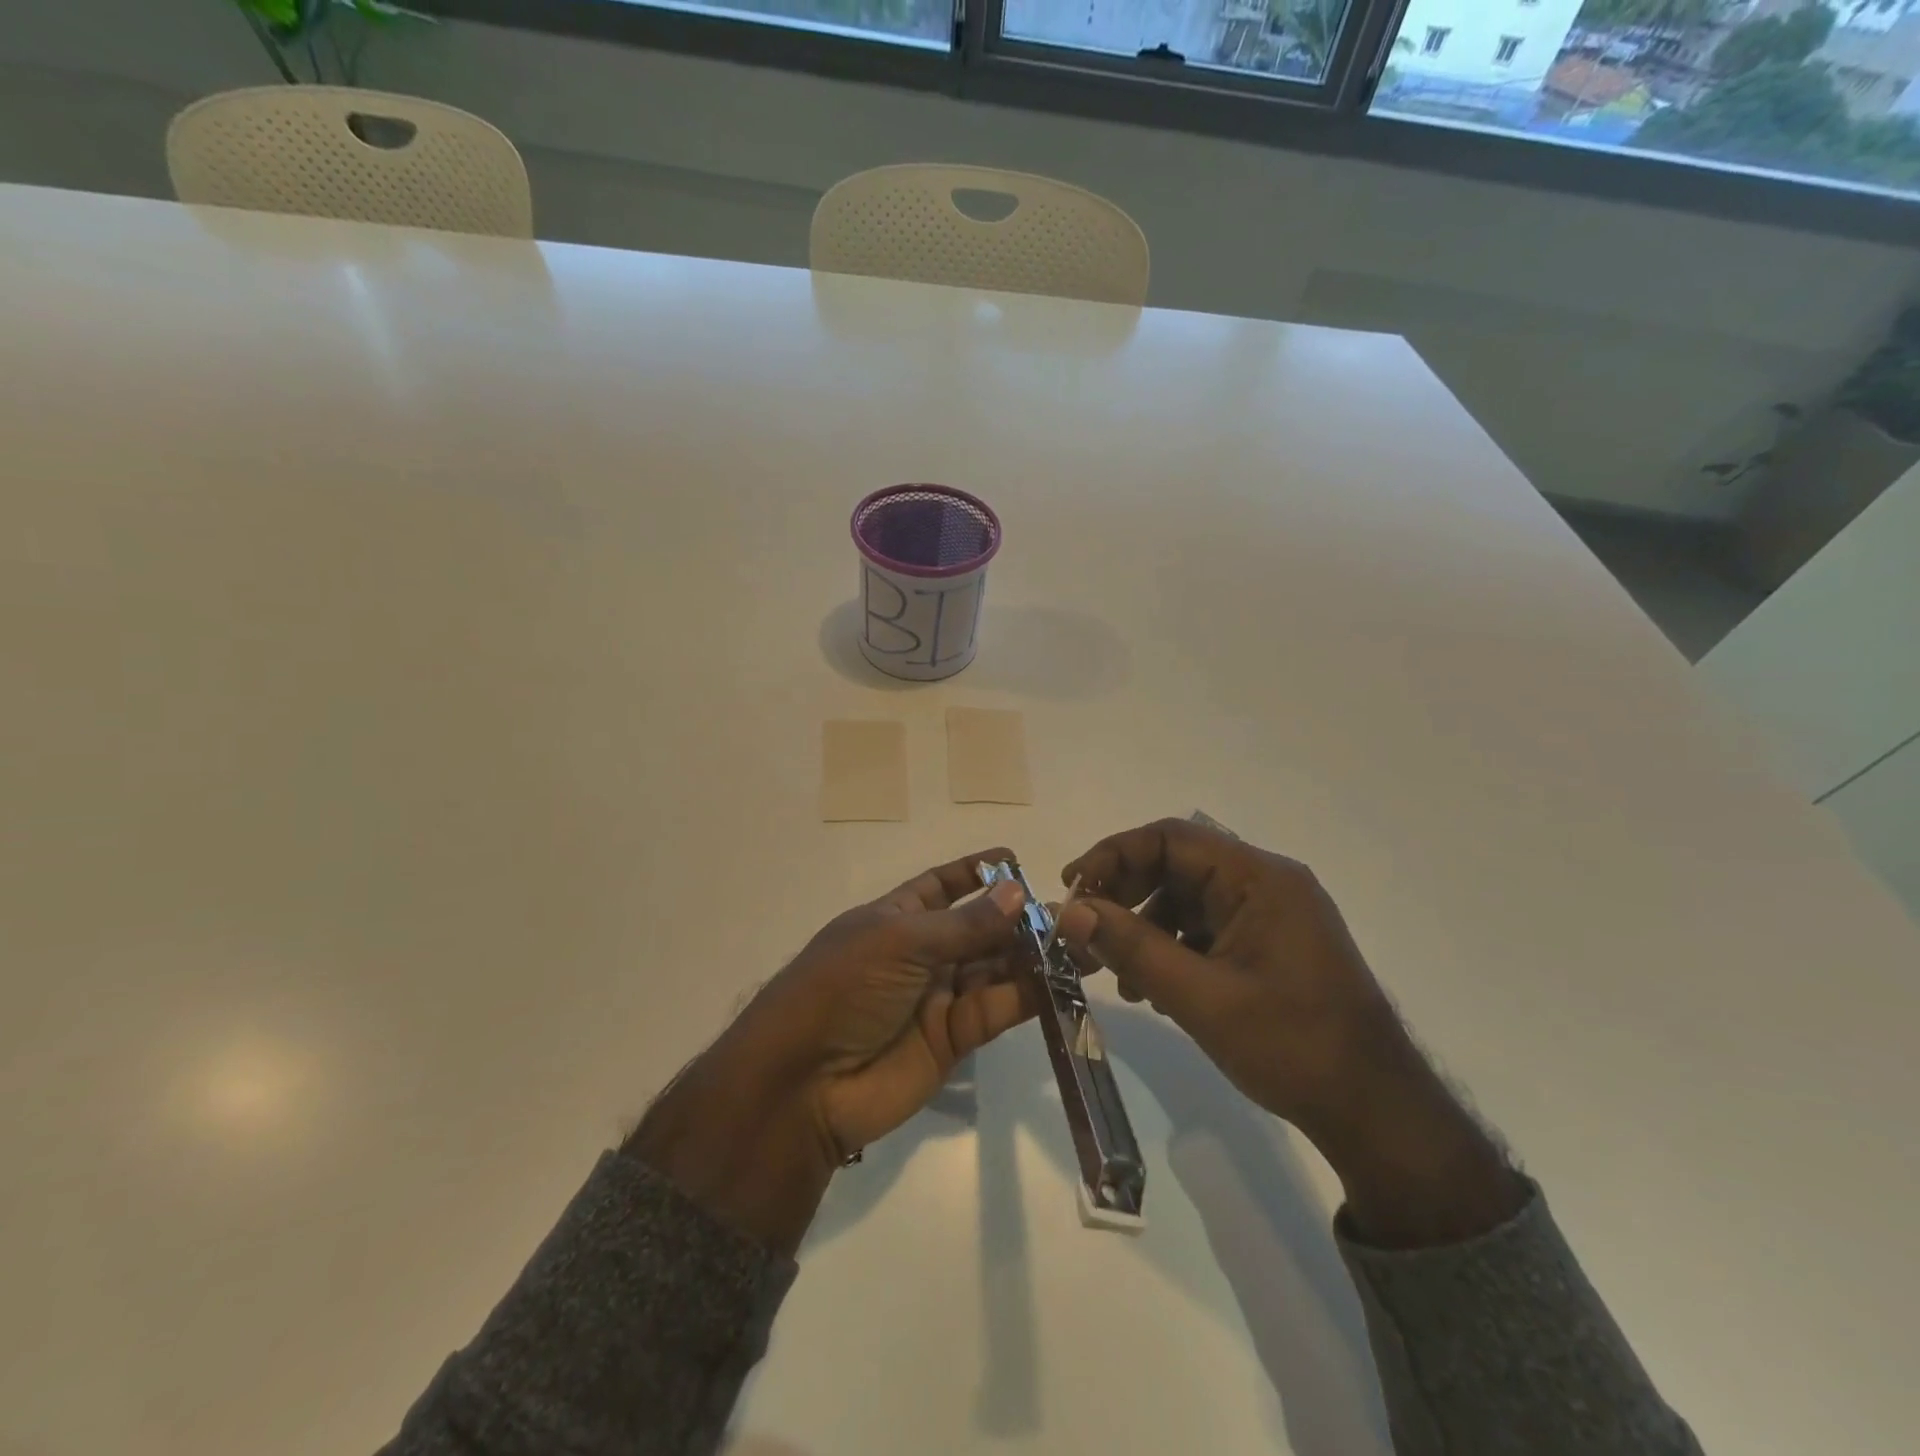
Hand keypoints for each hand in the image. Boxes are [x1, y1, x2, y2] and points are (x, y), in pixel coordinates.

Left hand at [630, 851, 1034, 1253]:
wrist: (805, 1084)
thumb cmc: (844, 987)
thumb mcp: (901, 941)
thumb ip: (965, 924)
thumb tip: (1019, 893)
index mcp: (896, 918)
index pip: (940, 886)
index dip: (974, 872)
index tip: (1015, 860)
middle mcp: (920, 954)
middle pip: (977, 928)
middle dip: (1017, 918)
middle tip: (1069, 911)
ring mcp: (937, 997)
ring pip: (994, 968)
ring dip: (1032, 954)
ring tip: (1080, 940)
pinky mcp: (955, 1038)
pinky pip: (997, 1008)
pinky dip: (1028, 994)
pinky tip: (1062, 978)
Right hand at [1057, 819, 1523, 1247]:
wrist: (1376, 1113)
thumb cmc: (1292, 1047)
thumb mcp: (1201, 998)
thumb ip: (1132, 948)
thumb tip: (1069, 912)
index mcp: (1260, 879)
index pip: (1171, 838)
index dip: (1114, 855)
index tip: (1072, 890)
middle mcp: (1266, 884)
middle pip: (1176, 866)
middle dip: (1124, 896)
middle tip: (1084, 932)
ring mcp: (1270, 915)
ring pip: (1185, 900)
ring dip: (1142, 928)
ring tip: (1111, 973)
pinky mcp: (1268, 945)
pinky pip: (1205, 929)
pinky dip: (1170, 949)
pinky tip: (1150, 990)